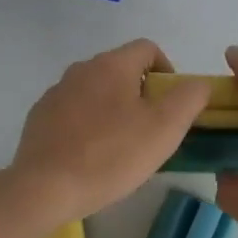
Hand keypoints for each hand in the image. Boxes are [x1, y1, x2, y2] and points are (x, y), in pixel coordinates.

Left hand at [5, 39, 208, 223]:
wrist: (45, 188)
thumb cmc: (112, 155)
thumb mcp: (165, 128)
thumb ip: (190, 98)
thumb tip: (198, 84)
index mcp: (112, 65)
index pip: (148, 49)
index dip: (168, 72)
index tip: (172, 105)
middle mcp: (81, 69)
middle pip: (121, 71)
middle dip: (141, 95)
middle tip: (151, 132)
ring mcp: (55, 93)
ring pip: (96, 93)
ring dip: (114, 111)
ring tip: (121, 148)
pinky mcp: (39, 118)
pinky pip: (73, 113)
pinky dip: (88, 127)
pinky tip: (90, 157)